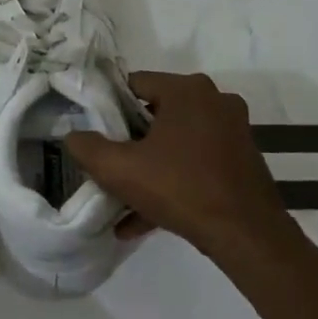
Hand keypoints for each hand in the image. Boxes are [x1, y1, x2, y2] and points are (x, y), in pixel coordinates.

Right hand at [64, 71, 285, 254]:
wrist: (246, 235)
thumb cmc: (180, 188)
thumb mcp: (120, 169)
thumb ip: (88, 148)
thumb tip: (72, 136)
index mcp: (187, 90)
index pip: (135, 83)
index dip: (109, 108)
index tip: (95, 133)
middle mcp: (214, 101)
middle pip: (156, 114)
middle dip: (129, 141)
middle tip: (108, 165)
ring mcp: (233, 131)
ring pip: (175, 143)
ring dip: (148, 168)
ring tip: (122, 200)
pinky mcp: (241, 159)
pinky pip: (195, 164)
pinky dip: (172, 183)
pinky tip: (143, 220)